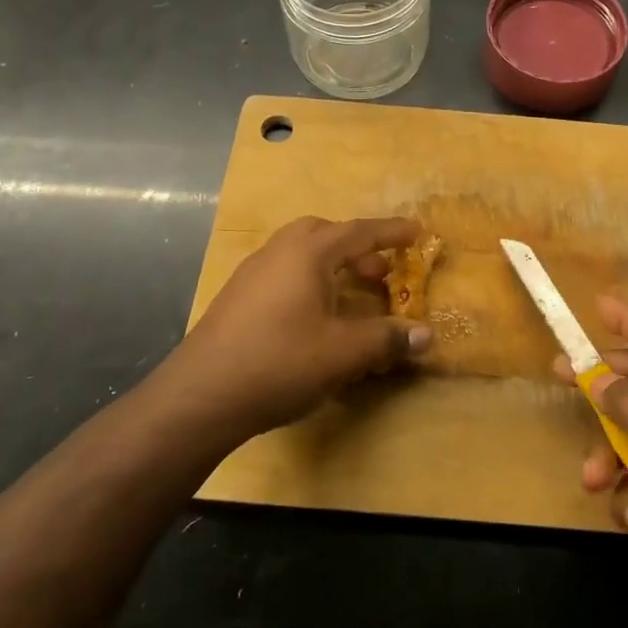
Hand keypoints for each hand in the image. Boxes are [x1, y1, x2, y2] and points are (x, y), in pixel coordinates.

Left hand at [158, 216, 430, 441]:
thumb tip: (426, 335)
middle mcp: (277, 253)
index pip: (358, 232)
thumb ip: (386, 339)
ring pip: (299, 254)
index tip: (417, 232)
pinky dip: (308, 282)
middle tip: (380, 271)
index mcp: (306, 253)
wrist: (201, 395)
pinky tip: (313, 318)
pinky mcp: (237, 300)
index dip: (391, 232)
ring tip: (351, 295)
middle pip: (323, 234)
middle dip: (356, 247)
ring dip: (331, 265)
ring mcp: (251, 275)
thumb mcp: (343, 353)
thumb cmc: (279, 362)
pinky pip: (282, 275)